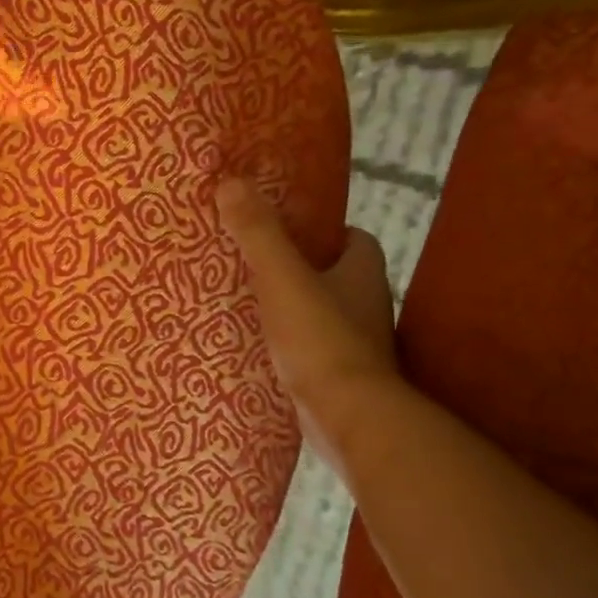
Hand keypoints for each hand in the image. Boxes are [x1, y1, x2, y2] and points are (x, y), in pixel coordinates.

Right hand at [216, 178, 397, 466]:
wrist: (347, 416)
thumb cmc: (320, 338)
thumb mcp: (281, 278)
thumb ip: (258, 233)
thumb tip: (231, 182)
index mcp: (362, 271)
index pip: (351, 238)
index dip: (321, 231)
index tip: (283, 231)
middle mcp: (366, 303)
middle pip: (333, 274)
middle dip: (300, 269)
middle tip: (253, 265)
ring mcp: (356, 342)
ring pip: (322, 312)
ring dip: (293, 308)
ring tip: (247, 304)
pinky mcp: (339, 375)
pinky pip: (310, 346)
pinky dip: (291, 344)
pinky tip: (257, 347)